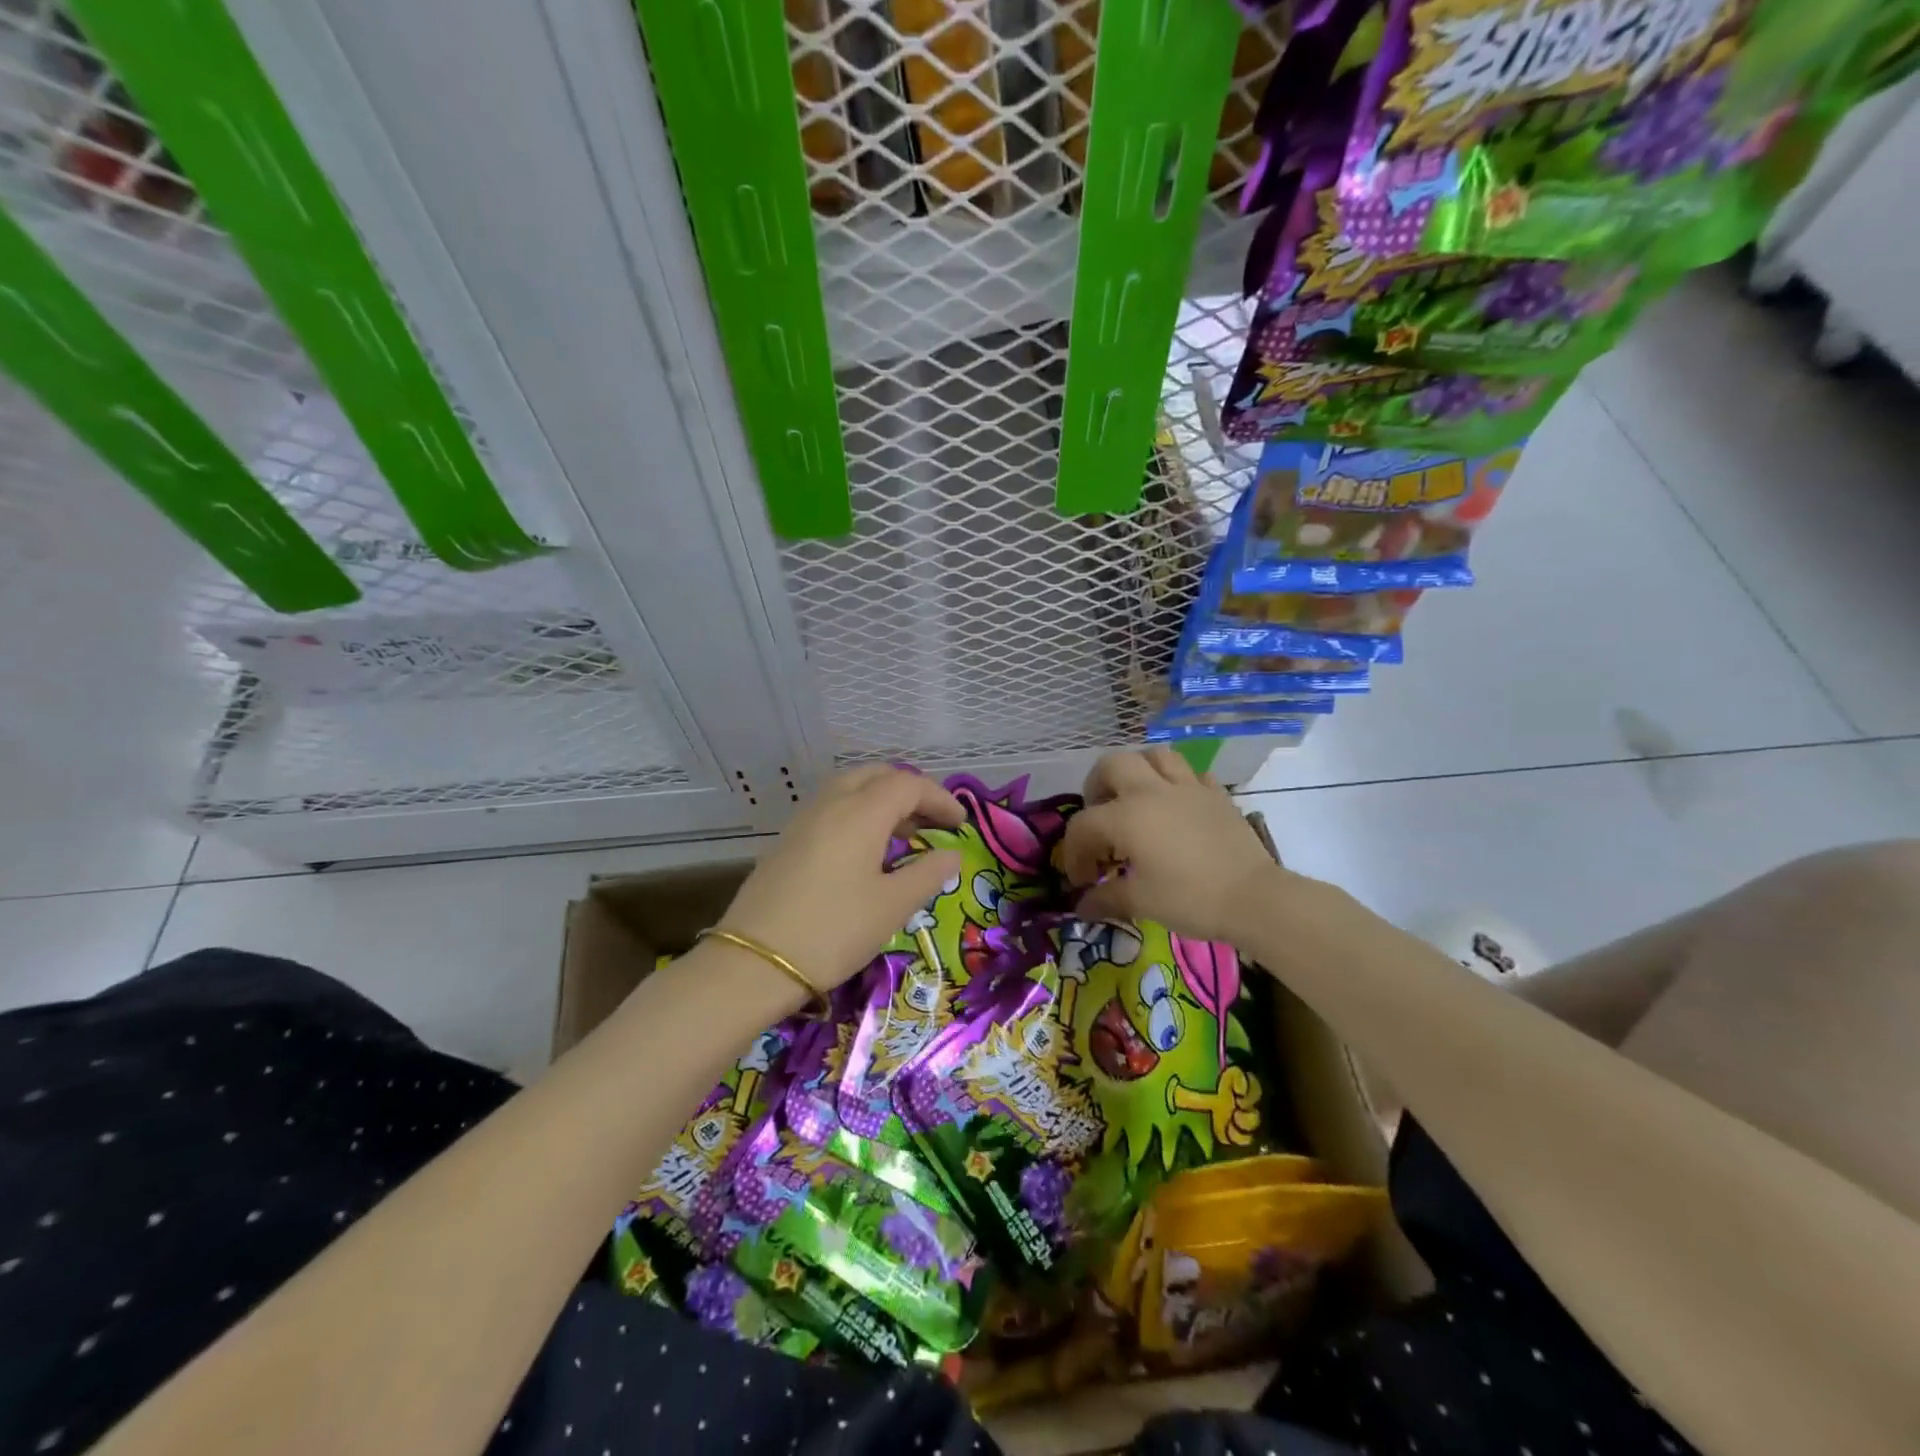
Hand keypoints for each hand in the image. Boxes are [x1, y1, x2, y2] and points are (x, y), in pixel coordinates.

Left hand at [720, 766, 965, 991]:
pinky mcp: (787, 840)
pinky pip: (831, 808)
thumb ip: (928, 873)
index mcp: (861, 812)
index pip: (908, 784)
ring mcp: (804, 819)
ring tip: (903, 835)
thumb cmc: (834, 931)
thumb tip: (951, 854)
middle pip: (876, 775)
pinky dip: (857, 813)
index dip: (939, 798)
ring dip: (881, 800)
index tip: (960, 824)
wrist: (754, 963)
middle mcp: (831, 803)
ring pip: (850, 788)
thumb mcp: (892, 906)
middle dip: (910, 790)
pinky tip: (865, 850)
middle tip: (932, 821)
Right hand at [1058, 747, 1278, 945]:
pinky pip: (1191, 774)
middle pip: (1112, 765)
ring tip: (1136, 798)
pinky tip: (1177, 806)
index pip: (1083, 825)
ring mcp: (1188, 787)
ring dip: (1138, 772)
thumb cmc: (1189, 898)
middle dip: (1097, 787)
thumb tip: (1082, 906)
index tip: (1084, 880)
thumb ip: (1106, 898)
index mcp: (1126, 816)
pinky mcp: (1216, 794)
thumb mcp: (1140, 901)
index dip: (1074, 853)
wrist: (1254, 898)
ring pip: (1154, 756)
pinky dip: (1177, 783)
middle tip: (1100, 817)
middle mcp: (1151, 790)